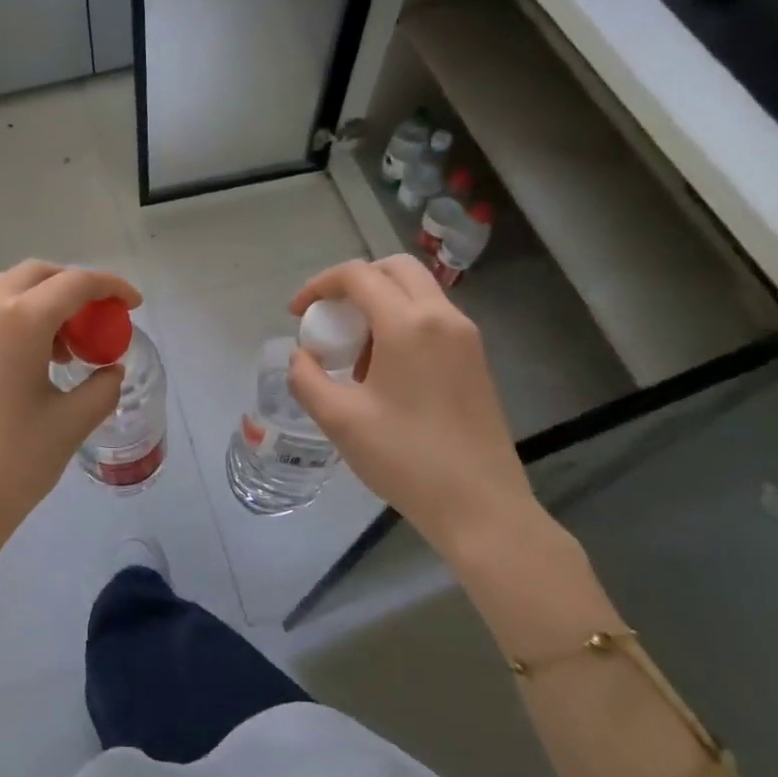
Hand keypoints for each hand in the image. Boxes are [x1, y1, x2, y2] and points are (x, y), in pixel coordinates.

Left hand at [0, 261, 141, 611]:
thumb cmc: (14, 462)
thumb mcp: (71, 422)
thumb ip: (101, 386)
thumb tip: (110, 370)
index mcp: (19, 319)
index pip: (74, 283)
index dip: (111, 287)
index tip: (133, 303)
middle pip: (36, 275)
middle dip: (73, 285)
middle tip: (99, 315)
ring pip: (7, 291)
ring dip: (42, 302)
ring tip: (67, 347)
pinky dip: (17, 321)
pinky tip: (33, 362)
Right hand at [287, 256, 541, 557]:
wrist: (481, 507)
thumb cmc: (406, 458)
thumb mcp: (338, 419)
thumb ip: (307, 378)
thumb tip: (302, 357)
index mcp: (408, 324)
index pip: (357, 275)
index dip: (319, 285)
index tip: (296, 313)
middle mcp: (443, 318)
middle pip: (394, 269)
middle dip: (354, 283)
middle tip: (328, 316)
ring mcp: (466, 338)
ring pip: (417, 292)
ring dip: (379, 303)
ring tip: (354, 350)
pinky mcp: (476, 360)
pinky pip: (433, 319)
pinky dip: (402, 323)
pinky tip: (385, 370)